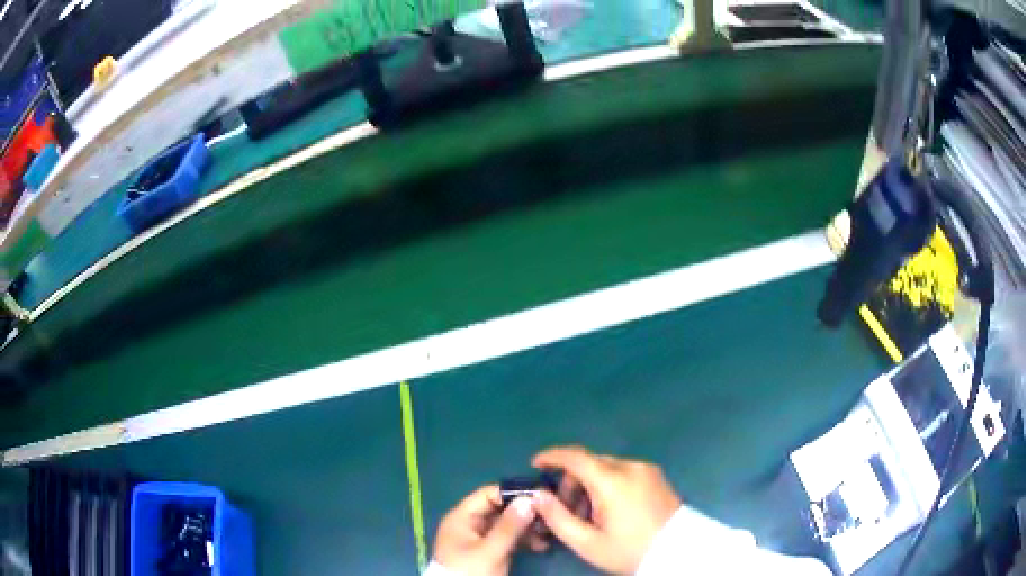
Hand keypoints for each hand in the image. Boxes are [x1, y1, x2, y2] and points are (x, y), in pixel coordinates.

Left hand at [433, 485, 540, 575]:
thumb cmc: (469, 571)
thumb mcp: (490, 551)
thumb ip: (509, 527)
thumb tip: (529, 499)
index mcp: (462, 517)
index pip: (488, 495)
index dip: (512, 493)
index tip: (540, 495)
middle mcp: (471, 523)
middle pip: (500, 509)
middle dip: (524, 512)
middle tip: (550, 514)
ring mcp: (480, 538)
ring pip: (507, 525)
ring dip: (528, 528)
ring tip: (550, 533)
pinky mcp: (489, 551)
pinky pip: (509, 539)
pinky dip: (524, 540)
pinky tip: (542, 545)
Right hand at [532, 446, 681, 574]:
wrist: (677, 553)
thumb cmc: (629, 550)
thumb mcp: (587, 542)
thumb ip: (557, 517)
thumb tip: (538, 495)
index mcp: (612, 481)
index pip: (575, 457)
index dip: (552, 456)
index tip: (535, 464)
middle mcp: (630, 467)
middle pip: (591, 463)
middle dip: (571, 480)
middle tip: (566, 509)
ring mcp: (647, 469)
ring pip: (607, 467)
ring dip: (590, 483)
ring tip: (589, 514)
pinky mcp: (657, 476)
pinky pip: (624, 472)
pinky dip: (609, 483)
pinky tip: (610, 509)